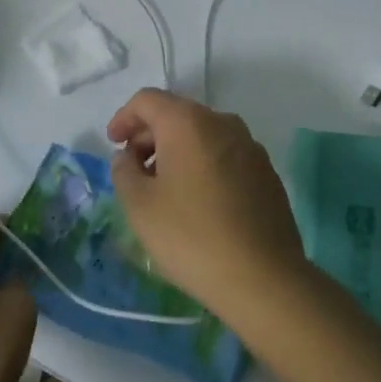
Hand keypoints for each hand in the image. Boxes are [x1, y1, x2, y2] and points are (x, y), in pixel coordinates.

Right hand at [107, 89, 307, 320]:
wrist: (265, 281)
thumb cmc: (192, 236)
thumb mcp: (139, 205)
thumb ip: (124, 171)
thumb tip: (128, 157)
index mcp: (187, 122)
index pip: (147, 100)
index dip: (124, 118)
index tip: (112, 143)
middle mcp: (222, 123)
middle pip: (176, 114)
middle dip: (149, 135)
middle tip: (133, 168)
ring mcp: (250, 147)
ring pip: (202, 135)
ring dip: (177, 151)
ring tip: (163, 187)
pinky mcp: (267, 173)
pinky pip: (224, 155)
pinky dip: (203, 165)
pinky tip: (197, 200)